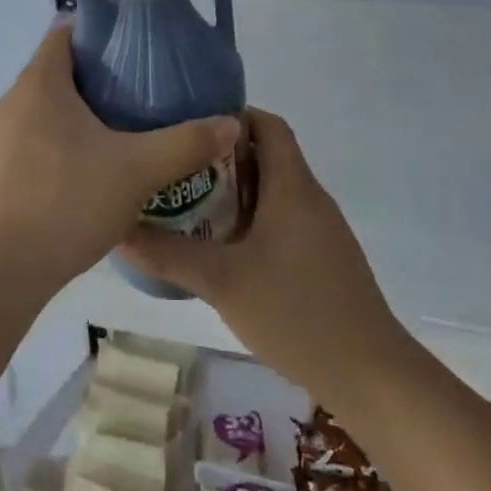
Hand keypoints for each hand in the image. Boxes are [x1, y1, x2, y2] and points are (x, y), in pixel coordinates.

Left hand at [0, 24, 239, 300]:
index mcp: (40, 83)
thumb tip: (231, 123)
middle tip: (140, 97)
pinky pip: (28, 147)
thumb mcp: (137, 171)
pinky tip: (83, 181)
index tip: (135, 49)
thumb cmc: (66, 203)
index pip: (65, 33)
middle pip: (56, 73)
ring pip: (42, 113)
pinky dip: (55, 150)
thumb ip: (186, 143)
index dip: (100, 33)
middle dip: (97, 80)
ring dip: (76, 119)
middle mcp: (11, 103)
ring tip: (118, 138)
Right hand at [122, 109, 412, 402]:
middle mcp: (310, 197)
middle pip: (268, 154)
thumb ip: (169, 255)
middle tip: (178, 165)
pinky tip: (226, 246)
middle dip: (223, 155)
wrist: (371, 375)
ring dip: (237, 189)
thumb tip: (119, 231)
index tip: (190, 124)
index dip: (232, 116)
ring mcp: (322, 229)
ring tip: (191, 201)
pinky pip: (285, 218)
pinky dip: (254, 217)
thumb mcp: (222, 282)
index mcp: (292, 186)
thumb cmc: (296, 313)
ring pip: (275, 189)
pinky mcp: (325, 256)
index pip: (268, 124)